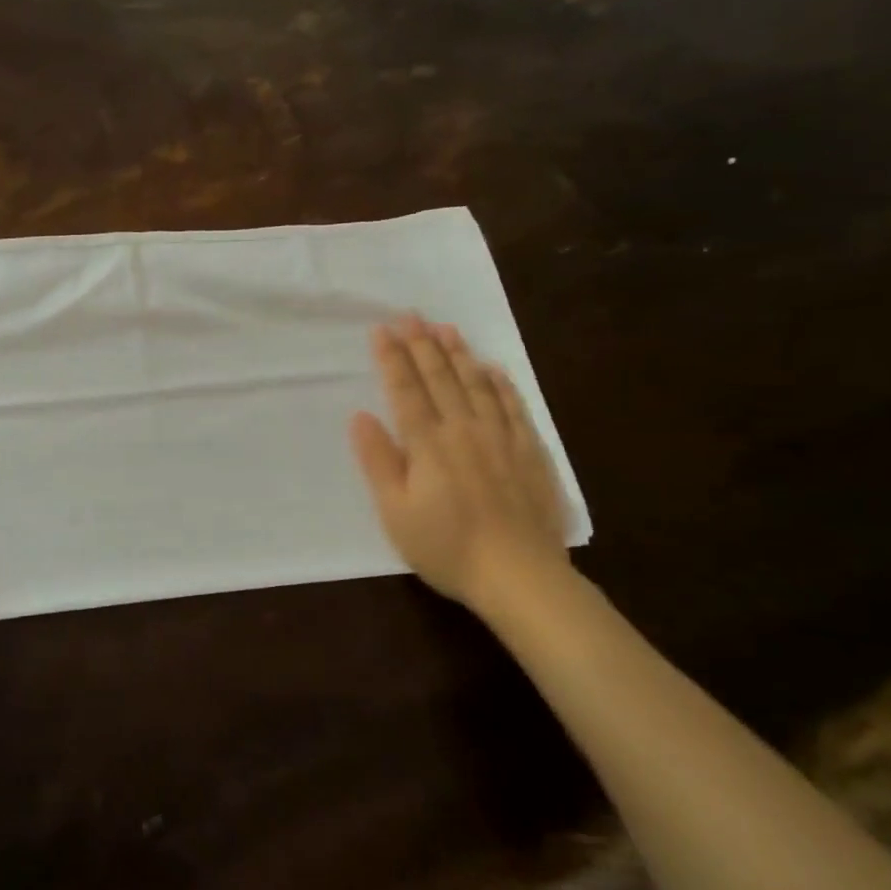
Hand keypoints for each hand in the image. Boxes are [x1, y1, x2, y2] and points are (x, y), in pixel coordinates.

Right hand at [349, 316, 570, 615]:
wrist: (520, 575)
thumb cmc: (446, 547)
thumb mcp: (396, 512)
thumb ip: (378, 461)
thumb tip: (360, 416)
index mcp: (428, 444)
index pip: (405, 389)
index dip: (392, 357)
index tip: (381, 329)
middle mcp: (464, 430)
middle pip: (440, 378)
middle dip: (422, 344)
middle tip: (410, 315)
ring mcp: (501, 438)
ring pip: (477, 384)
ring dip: (459, 354)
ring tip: (446, 329)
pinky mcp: (530, 452)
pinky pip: (513, 406)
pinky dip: (501, 384)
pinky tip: (494, 369)